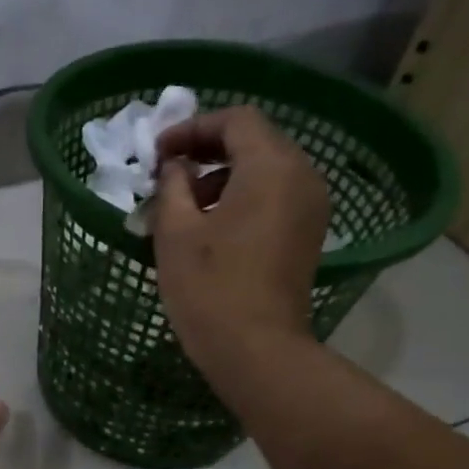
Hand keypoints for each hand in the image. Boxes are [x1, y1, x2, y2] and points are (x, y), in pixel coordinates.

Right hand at [150, 105, 330, 373]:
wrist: (256, 348)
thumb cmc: (209, 287)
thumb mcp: (175, 231)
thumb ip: (172, 185)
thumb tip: (174, 166)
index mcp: (271, 167)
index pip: (235, 120)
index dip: (192, 128)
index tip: (157, 154)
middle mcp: (301, 176)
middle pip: (255, 139)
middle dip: (207, 148)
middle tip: (167, 172)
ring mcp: (310, 205)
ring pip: (265, 168)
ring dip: (222, 174)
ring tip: (183, 202)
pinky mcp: (307, 232)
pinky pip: (275, 194)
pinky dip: (241, 194)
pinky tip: (210, 224)